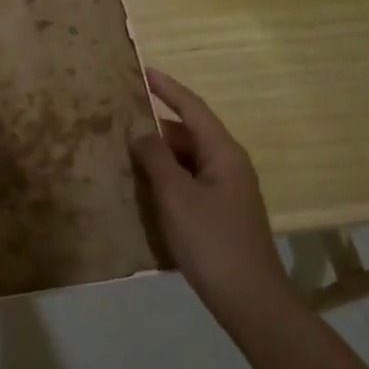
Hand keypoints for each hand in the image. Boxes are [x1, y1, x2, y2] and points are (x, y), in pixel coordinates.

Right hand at [129, 67, 291, 321]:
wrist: (249, 299)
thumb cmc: (212, 241)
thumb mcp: (176, 196)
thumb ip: (155, 158)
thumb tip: (138, 128)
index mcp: (223, 153)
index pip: (192, 108)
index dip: (168, 88)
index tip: (143, 70)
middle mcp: (228, 165)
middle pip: (188, 133)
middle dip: (155, 125)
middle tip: (119, 117)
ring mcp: (226, 190)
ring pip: (186, 160)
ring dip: (158, 154)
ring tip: (121, 149)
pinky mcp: (219, 212)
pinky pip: (187, 181)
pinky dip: (165, 177)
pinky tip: (141, 186)